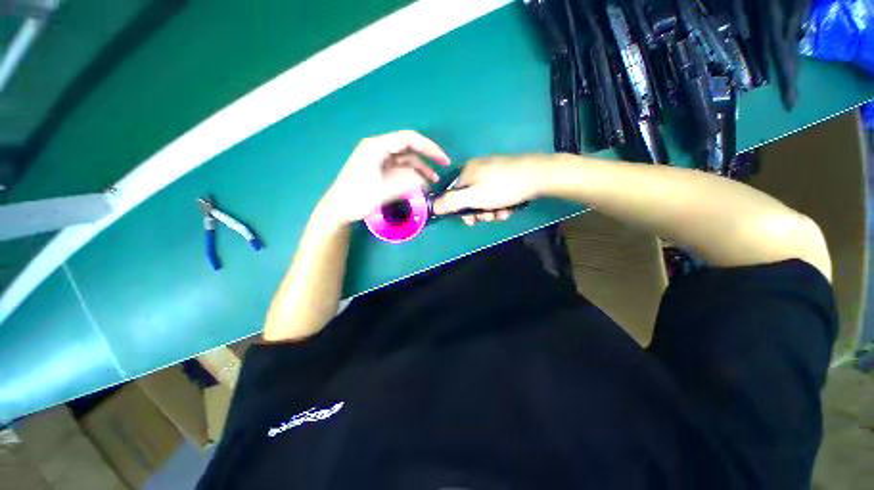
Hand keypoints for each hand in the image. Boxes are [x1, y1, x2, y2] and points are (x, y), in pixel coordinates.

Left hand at [317, 131, 449, 225]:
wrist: (338, 209)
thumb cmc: (358, 198)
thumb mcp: (385, 190)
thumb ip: (408, 183)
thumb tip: (427, 180)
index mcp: (377, 146)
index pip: (409, 139)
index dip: (430, 148)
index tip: (443, 160)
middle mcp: (379, 148)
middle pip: (409, 147)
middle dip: (427, 157)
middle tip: (443, 166)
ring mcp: (379, 158)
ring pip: (405, 159)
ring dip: (420, 168)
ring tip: (434, 181)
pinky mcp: (379, 168)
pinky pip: (399, 167)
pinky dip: (411, 174)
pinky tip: (420, 183)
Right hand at [432, 155, 544, 224]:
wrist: (539, 175)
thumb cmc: (503, 188)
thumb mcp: (474, 197)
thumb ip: (452, 202)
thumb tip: (432, 206)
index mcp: (466, 172)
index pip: (452, 194)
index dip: (459, 210)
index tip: (470, 220)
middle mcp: (477, 170)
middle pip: (469, 197)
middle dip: (478, 212)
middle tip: (488, 218)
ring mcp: (492, 173)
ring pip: (484, 199)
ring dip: (491, 211)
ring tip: (502, 213)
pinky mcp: (505, 177)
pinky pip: (496, 195)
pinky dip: (500, 204)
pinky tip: (509, 209)